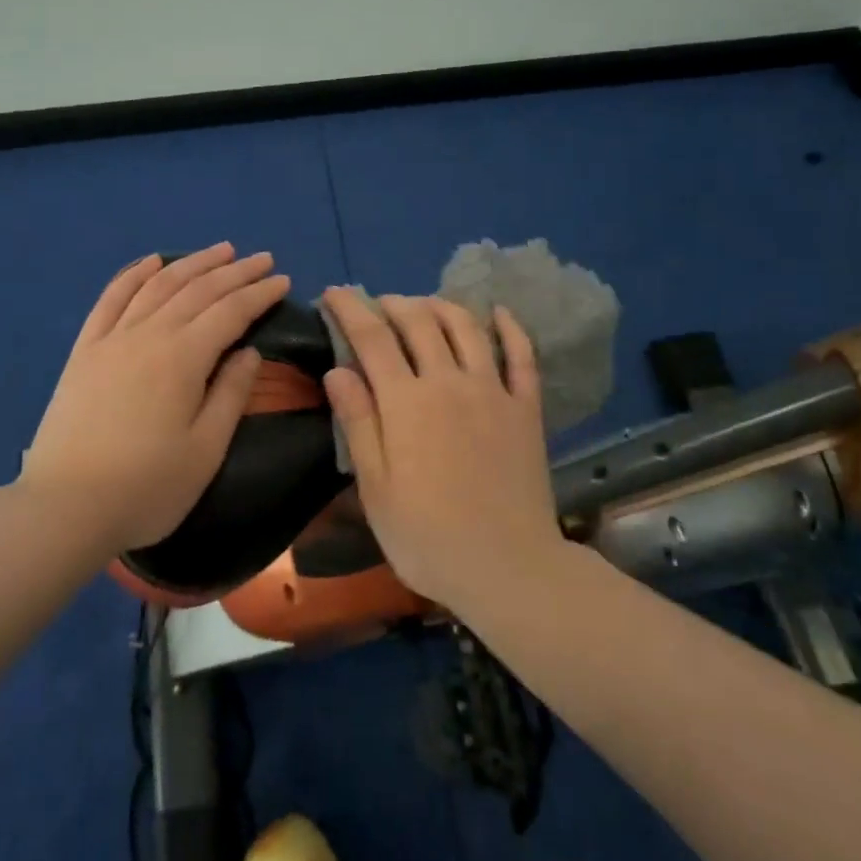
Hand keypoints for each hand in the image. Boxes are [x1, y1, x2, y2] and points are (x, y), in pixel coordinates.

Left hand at [21, 245, 290, 554]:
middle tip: (262, 259)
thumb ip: (230, 394)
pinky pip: (111, 298)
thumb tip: (249, 352)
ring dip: (193, 263)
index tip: (283, 280)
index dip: (259, 293)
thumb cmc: (146, 487)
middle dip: (235, 271)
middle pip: (199, 290)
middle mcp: (150, 334)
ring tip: (220, 250)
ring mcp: (113, 338)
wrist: (64, 508)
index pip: (231, 311)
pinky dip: (133, 274)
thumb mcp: (205, 450)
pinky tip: (151, 261)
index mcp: (183, 357)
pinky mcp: (85, 350)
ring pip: (159, 285)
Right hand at [320, 290, 563, 611]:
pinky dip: (510, 327)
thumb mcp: (376, 488)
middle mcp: (449, 381)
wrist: (509, 568)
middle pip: (418, 322)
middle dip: (393, 303)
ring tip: (424, 304)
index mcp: (406, 402)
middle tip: (377, 304)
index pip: (371, 337)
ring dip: (440, 305)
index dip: (349, 308)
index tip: (334, 292)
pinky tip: (499, 312)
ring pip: (466, 327)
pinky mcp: (526, 407)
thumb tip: (337, 370)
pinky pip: (521, 355)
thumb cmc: (428, 537)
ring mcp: (493, 390)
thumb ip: (359, 423)